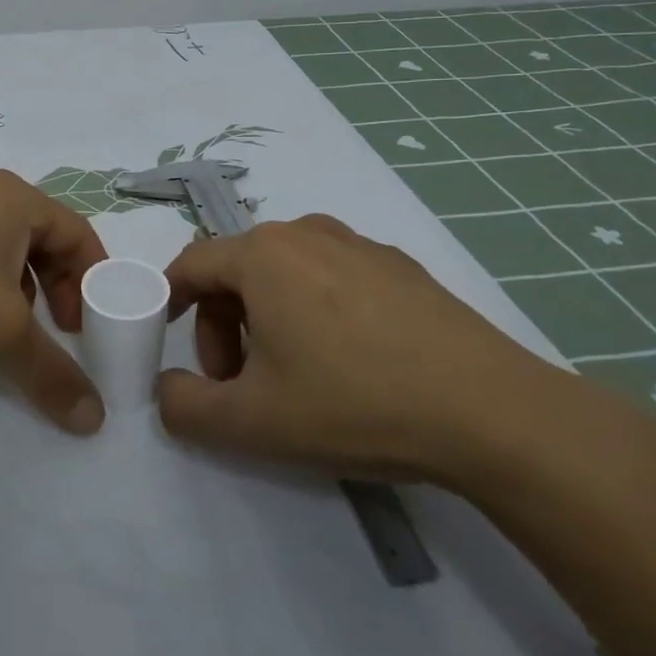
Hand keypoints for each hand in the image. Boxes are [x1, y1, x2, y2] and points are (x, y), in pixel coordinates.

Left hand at [0, 171, 111, 434]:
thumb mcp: (0, 331)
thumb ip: (52, 372)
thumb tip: (94, 418)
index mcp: (15, 199)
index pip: (78, 234)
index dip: (93, 281)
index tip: (90, 328)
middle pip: (43, 243)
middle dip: (57, 291)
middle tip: (57, 332)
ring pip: (3, 255)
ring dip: (18, 295)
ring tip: (8, 334)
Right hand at [157, 214, 560, 479]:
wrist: (489, 412)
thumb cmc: (353, 403)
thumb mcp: (251, 422)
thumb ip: (185, 407)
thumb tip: (166, 389)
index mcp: (263, 255)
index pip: (192, 264)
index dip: (170, 300)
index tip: (166, 338)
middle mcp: (306, 233)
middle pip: (238, 270)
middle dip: (224, 325)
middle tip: (240, 381)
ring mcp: (360, 244)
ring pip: (286, 272)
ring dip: (268, 316)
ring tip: (294, 373)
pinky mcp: (402, 266)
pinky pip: (334, 277)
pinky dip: (317, 309)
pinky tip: (351, 361)